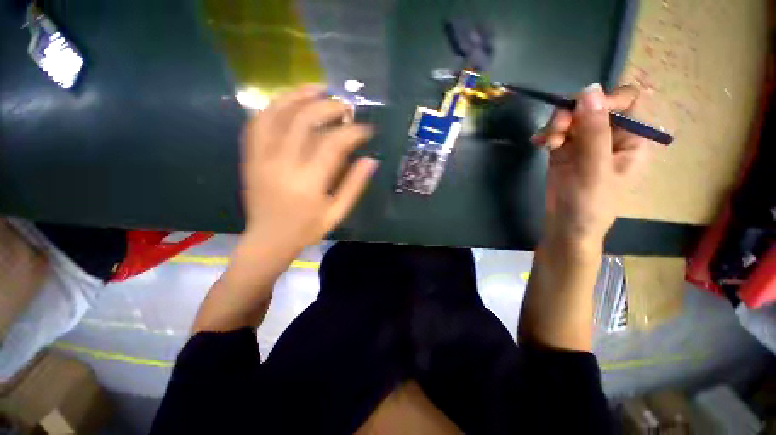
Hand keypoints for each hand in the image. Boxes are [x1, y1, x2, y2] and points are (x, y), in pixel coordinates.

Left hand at [241, 85, 378, 253]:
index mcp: (308, 183)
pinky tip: (289, 102)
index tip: (367, 129)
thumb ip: (354, 186)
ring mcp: (261, 158)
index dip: (353, 132)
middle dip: (329, 108)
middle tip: (346, 108)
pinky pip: (257, 123)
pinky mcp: (250, 157)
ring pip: (276, 114)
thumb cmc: (307, 229)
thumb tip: (371, 160)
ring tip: (318, 89)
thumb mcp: (337, 213)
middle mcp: (282, 165)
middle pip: (304, 121)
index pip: (333, 144)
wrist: (268, 240)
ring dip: (298, 96)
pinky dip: (274, 107)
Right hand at [531, 84, 648, 249]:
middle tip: (556, 129)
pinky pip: (556, 131)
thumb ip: (594, 131)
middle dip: (573, 113)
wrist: (565, 226)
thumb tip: (588, 90)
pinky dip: (546, 134)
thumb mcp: (595, 169)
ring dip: (556, 124)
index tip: (581, 111)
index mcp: (632, 138)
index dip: (605, 99)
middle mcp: (610, 136)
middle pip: (593, 106)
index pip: (626, 101)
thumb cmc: (590, 204)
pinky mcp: (564, 150)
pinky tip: (537, 143)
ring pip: (572, 117)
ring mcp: (585, 142)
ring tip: (546, 142)